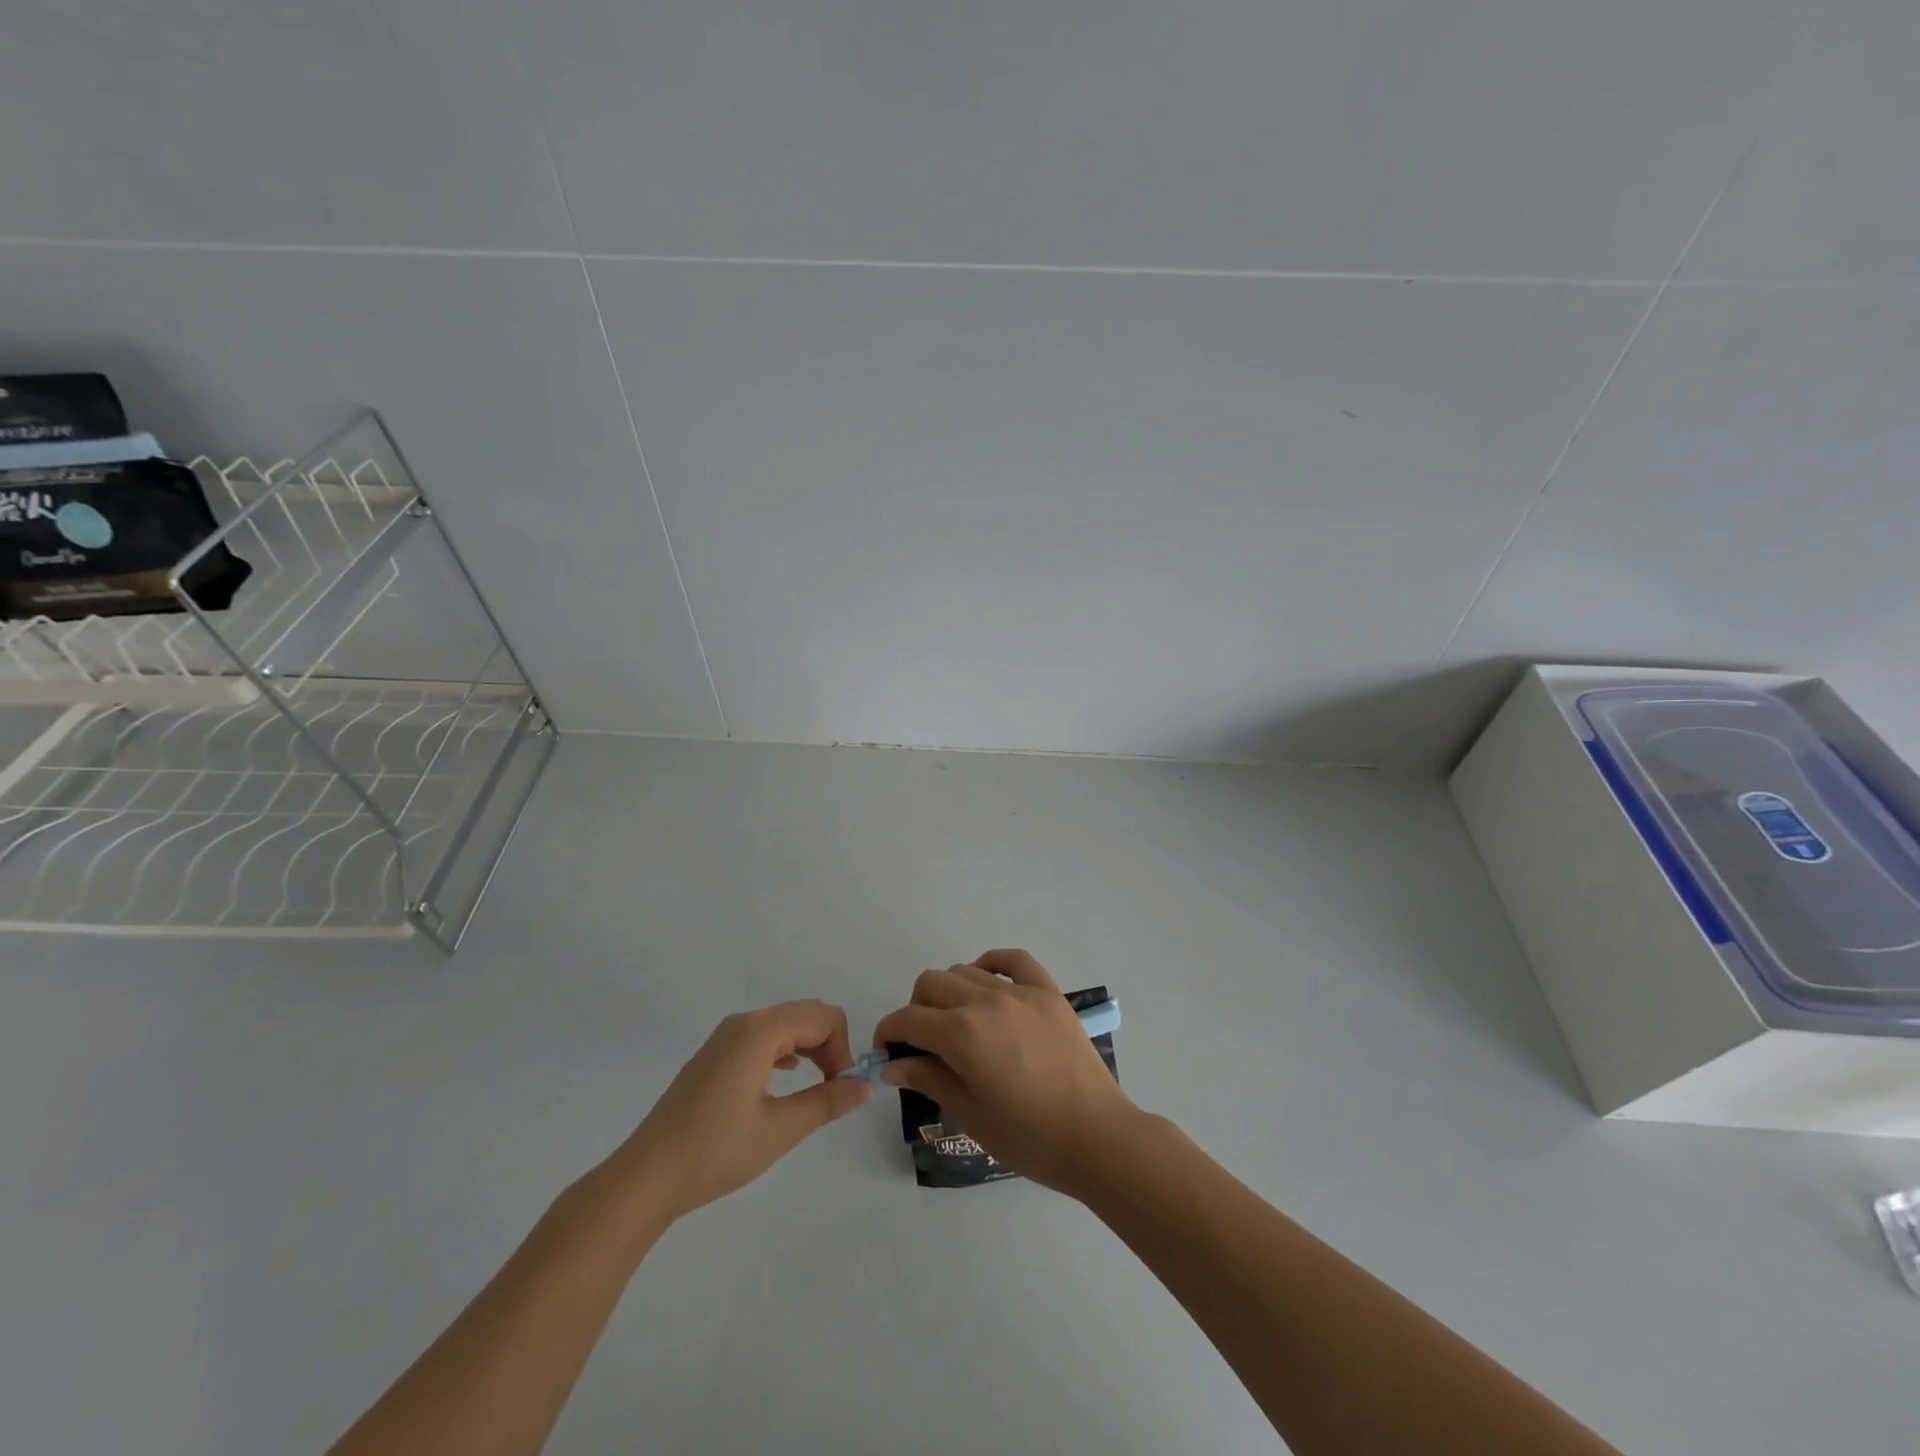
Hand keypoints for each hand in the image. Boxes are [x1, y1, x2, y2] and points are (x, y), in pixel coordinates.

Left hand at [604, 1001, 871, 1222]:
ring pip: (784, 1024)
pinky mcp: (714, 1055)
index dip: (843, 1048)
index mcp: (761, 1031)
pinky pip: (763, 1037)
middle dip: (829, 1045)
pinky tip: (784, 1080)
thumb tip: (865, 1086)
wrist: (646, 1177)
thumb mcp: (780, 1130)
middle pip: (805, 1014)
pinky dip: (785, 1051)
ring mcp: (725, 1037)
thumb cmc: (716, 1150)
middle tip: (833, 1090)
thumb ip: (827, 1102)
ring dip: (809, 1048)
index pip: (823, 1017)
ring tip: (814, 1088)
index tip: (842, 1088)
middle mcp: (743, 1023)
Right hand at [870, 950, 1140, 1196]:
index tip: (887, 1052)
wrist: (1096, 1137)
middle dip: (916, 1010)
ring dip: (950, 992)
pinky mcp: (1048, 991)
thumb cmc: (1029, 1137)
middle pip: (931, 984)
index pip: (908, 1019)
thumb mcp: (970, 1114)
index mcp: (961, 1034)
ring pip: (966, 970)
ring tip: (958, 1024)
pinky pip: (1013, 959)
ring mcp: (1020, 991)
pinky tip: (988, 984)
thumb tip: (892, 1064)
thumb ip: (928, 1079)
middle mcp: (986, 1001)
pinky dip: (993, 964)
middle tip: (924, 1044)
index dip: (889, 1033)